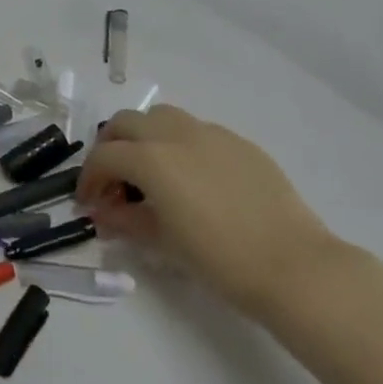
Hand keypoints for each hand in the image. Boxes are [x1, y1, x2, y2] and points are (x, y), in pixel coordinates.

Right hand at [76, 105, 332, 315]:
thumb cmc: (220, 260)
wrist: (294, 267)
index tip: (88, 204)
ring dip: (143, 136)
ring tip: (149, 171)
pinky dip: (179, 144)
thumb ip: (126, 220)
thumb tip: (105, 214)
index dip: (88, 179)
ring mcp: (211, 134)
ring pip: (161, 117)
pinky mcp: (240, 143)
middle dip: (110, 147)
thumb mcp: (163, 242)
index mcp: (152, 158)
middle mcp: (176, 134)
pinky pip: (197, 131)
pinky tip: (191, 179)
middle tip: (112, 180)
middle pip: (126, 122)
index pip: (104, 157)